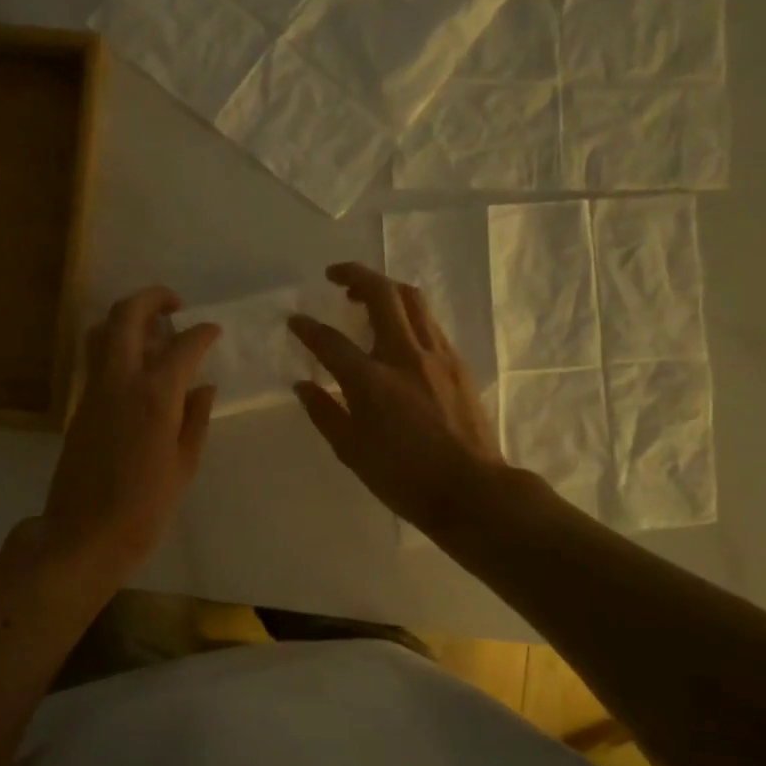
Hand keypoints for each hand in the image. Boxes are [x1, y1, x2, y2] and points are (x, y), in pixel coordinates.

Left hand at [42, 286, 219, 584]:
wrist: (83, 535)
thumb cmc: (144, 507)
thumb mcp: (184, 465)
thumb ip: (196, 419)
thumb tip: (203, 387)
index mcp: (155, 396)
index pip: (183, 345)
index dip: (202, 332)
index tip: (214, 330)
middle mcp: (120, 381)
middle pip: (127, 316)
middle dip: (152, 298)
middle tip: (175, 304)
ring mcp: (94, 390)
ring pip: (101, 331)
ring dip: (127, 318)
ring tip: (152, 329)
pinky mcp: (79, 405)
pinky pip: (95, 358)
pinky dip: (115, 345)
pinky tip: (136, 366)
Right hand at [289, 262, 507, 530]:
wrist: (471, 490)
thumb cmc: (404, 478)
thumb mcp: (352, 451)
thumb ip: (324, 412)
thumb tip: (303, 384)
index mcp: (372, 381)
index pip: (330, 341)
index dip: (307, 328)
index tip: (294, 320)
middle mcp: (404, 355)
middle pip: (381, 294)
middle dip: (354, 275)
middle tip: (334, 275)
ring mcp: (436, 355)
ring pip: (411, 300)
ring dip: (384, 287)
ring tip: (364, 294)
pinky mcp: (457, 363)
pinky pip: (428, 322)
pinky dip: (406, 312)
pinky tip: (396, 329)